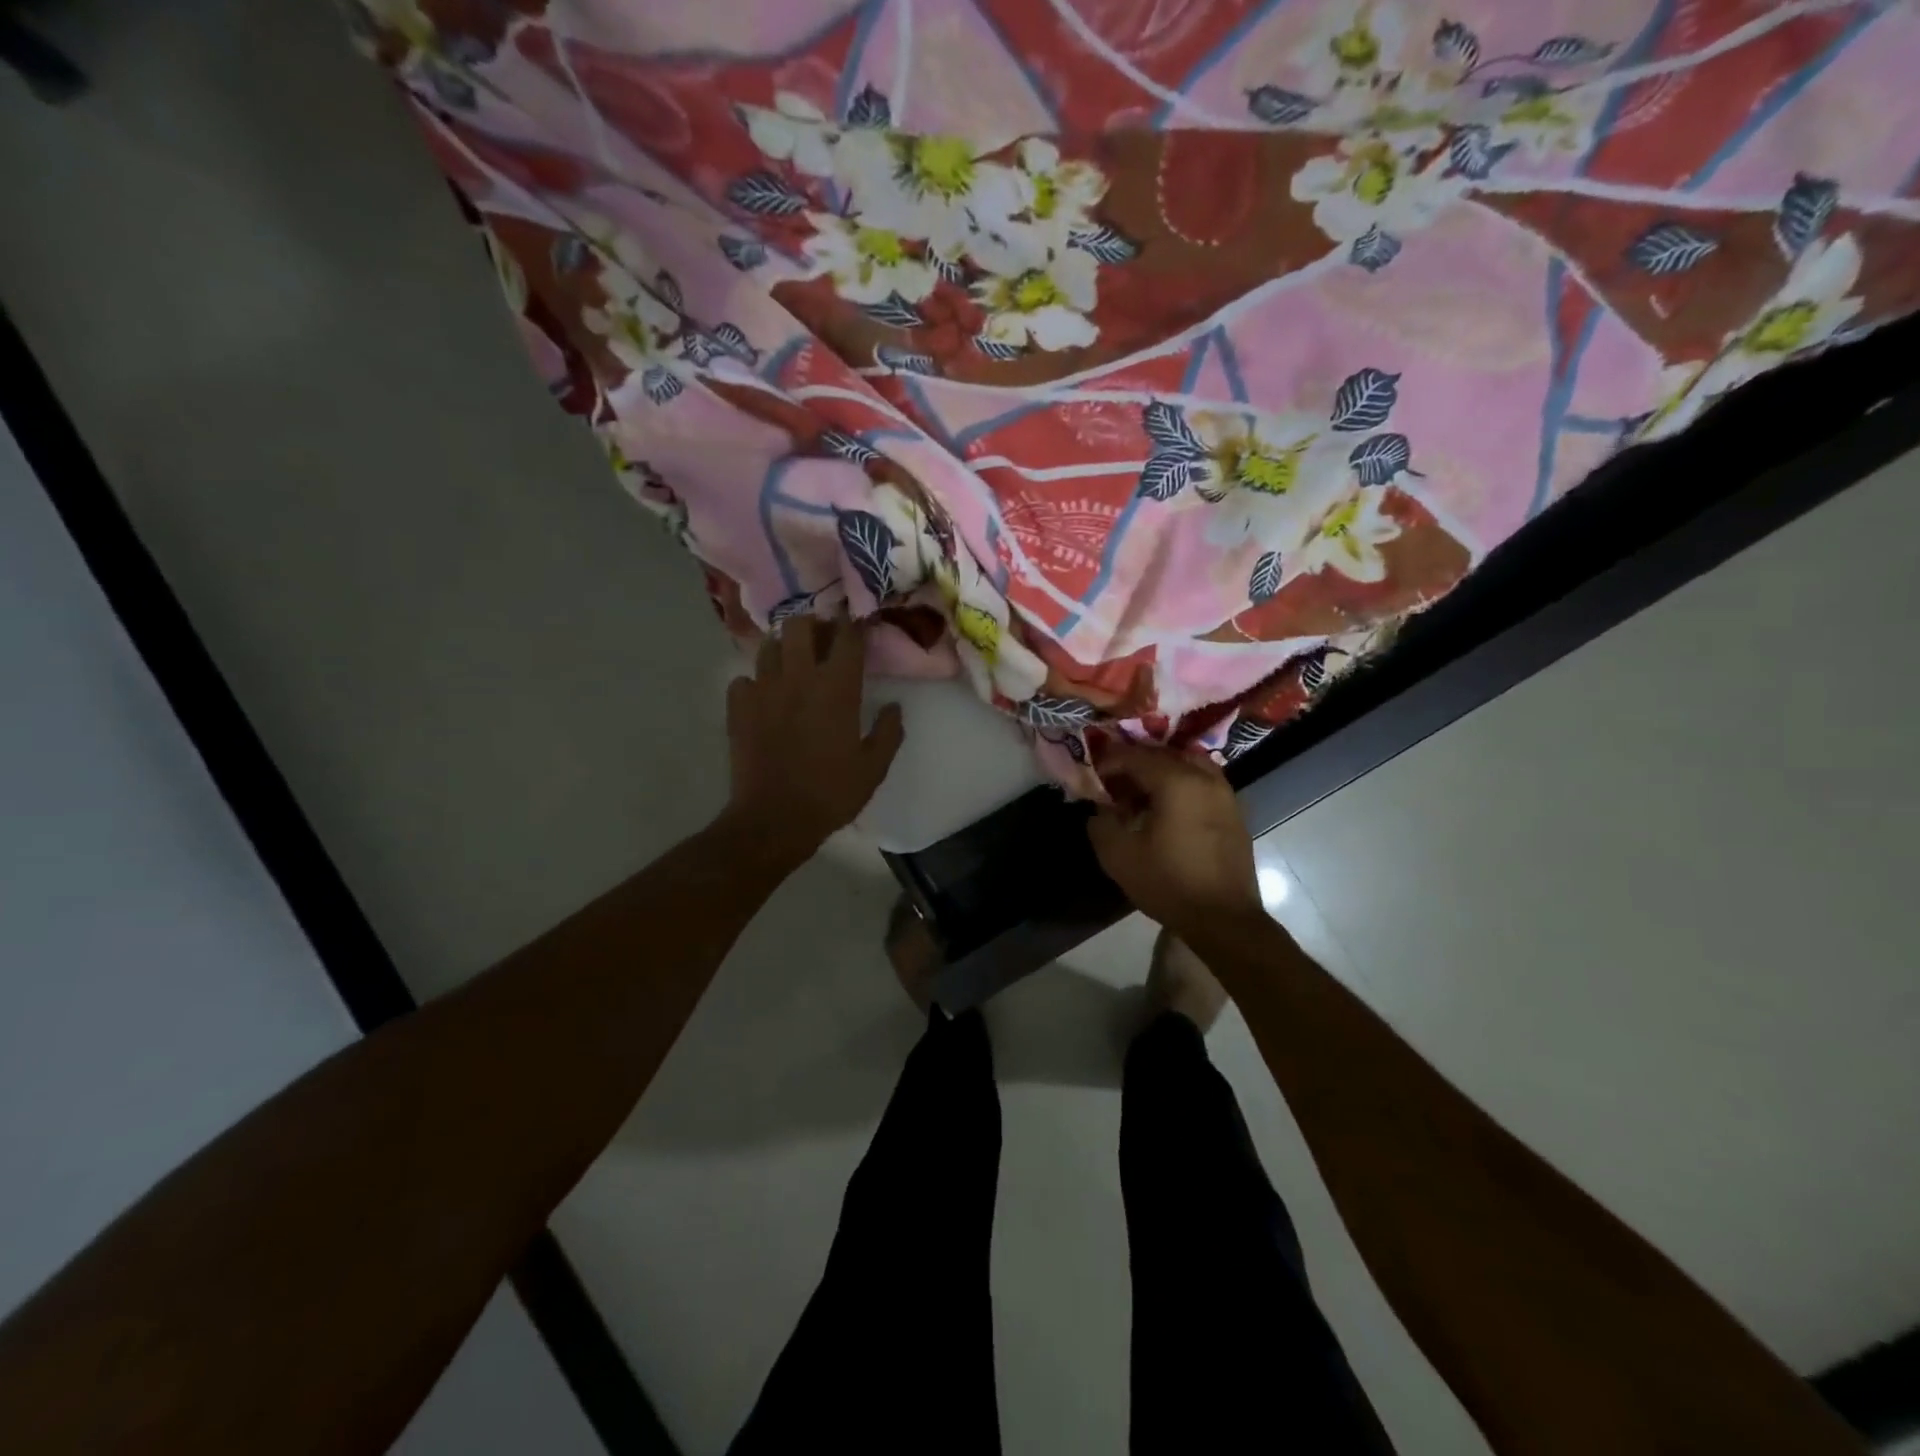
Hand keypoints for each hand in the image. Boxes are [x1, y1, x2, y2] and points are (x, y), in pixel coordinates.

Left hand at [723, 614, 904, 862]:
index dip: (855, 625)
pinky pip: (743, 680)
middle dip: (813, 625)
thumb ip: (888, 732)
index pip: (848, 637)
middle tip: (821, 641)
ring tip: (791, 665)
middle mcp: (798, 677)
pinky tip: (763, 699)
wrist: (774, 819)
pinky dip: (754, 683)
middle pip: (800, 625)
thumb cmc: (831, 793)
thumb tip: (893, 706)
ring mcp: (763, 689)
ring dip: (783, 650)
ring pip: (769, 646)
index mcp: (837, 688)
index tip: (859, 625)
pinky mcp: (738, 707)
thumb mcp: (873, 768)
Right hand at [1087, 743, 1263, 937]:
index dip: (1110, 761)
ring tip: (1140, 797)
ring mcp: (1225, 794)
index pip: (1135, 756)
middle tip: (1114, 784)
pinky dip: (1180, 787)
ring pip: (1187, 767)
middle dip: (1135, 765)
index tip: (1093, 776)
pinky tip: (1165, 813)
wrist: (1224, 920)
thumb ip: (1101, 823)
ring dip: (1160, 774)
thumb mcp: (1118, 856)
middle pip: (1164, 755)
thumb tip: (1101, 809)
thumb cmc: (1169, 883)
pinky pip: (1202, 785)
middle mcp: (1205, 778)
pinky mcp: (1234, 814)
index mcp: (1177, 781)